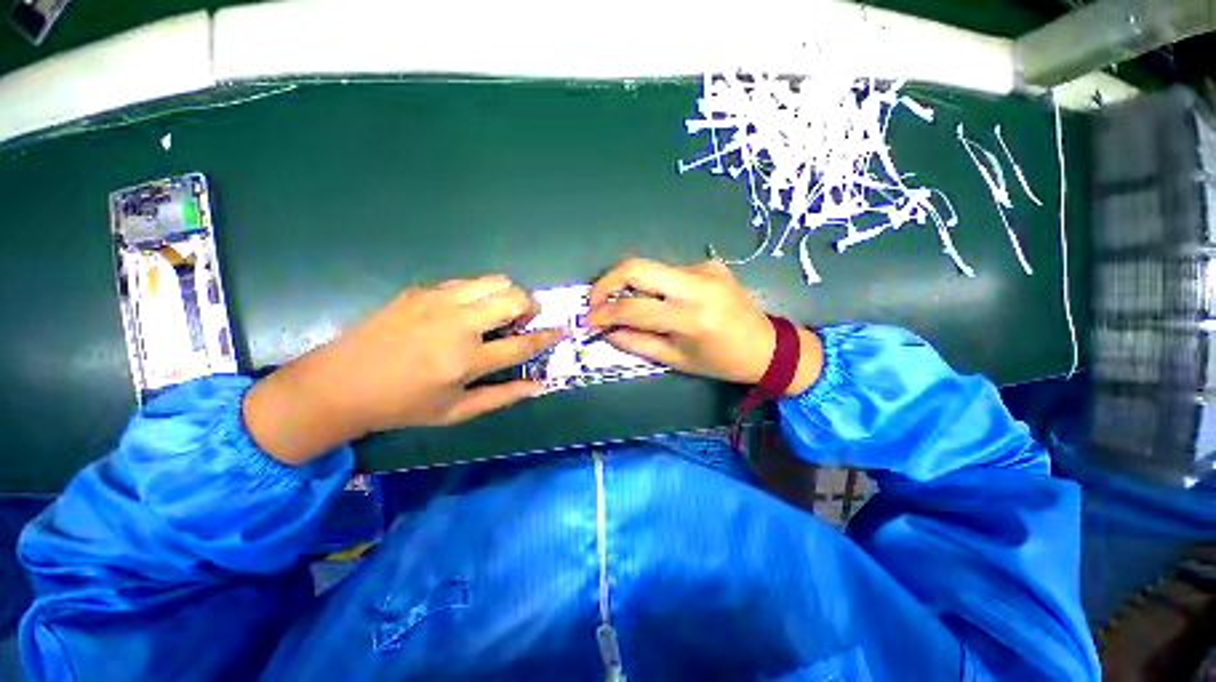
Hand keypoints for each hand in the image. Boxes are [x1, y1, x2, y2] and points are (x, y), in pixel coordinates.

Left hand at [244, 275, 563, 464]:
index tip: (563, 330)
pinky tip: (467, 310)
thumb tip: (538, 386)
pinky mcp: (421, 291)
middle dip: (530, 307)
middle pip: (514, 298)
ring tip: (499, 312)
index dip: (548, 337)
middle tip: (524, 320)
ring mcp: (438, 301)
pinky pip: (467, 282)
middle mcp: (458, 324)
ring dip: (507, 295)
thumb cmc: (403, 405)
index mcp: (467, 360)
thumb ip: (502, 397)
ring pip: (494, 281)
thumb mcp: (456, 412)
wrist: (341, 383)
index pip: (523, 344)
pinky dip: (480, 292)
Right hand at [587, 258, 821, 392]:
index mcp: (690, 317)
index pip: (632, 307)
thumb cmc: (721, 362)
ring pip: (652, 269)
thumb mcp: (676, 360)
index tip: (588, 320)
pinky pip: (670, 272)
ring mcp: (705, 268)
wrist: (768, 346)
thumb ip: (636, 343)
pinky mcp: (710, 263)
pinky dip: (658, 286)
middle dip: (607, 282)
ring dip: (633, 286)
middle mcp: (696, 284)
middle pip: (636, 267)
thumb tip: (606, 330)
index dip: (603, 313)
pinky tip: (667, 302)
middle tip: (596, 301)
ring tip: (629, 306)